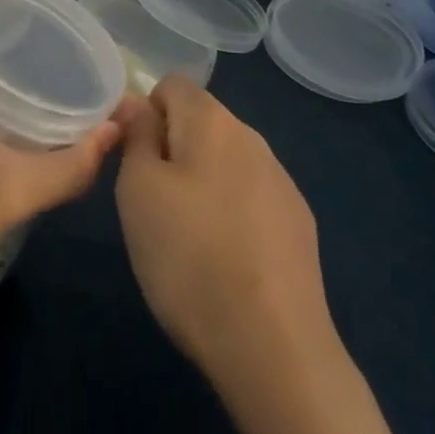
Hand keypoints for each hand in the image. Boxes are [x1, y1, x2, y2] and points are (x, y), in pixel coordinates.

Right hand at [115, 75, 339, 387]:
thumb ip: (136, 136)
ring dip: (202, 182)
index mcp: (212, 120)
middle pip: (200, 122)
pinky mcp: (299, 223)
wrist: (274, 349)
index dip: (145, 114)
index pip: (171, 84)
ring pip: (226, 161)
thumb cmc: (189, 258)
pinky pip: (251, 196)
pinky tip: (227, 261)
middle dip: (172, 149)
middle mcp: (252, 137)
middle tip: (154, 204)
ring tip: (188, 239)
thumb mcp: (137, 191)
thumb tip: (138, 104)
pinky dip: (232, 213)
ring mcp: (281, 181)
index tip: (135, 160)